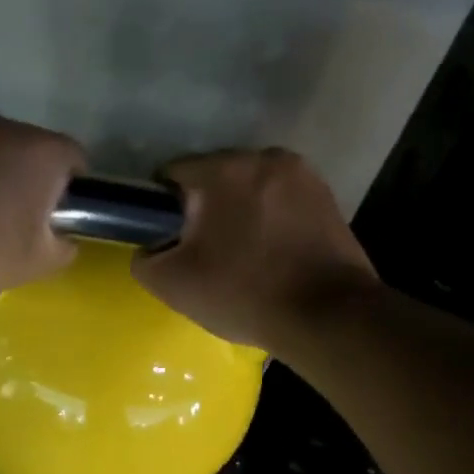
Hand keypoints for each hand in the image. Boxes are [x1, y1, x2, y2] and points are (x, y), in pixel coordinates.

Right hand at [132, 148, 378, 349]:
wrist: (328, 316)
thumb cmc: (245, 294)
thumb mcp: (173, 284)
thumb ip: (144, 258)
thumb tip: (150, 247)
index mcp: (222, 170)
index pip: (172, 175)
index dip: (162, 209)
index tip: (171, 242)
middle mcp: (264, 157)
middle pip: (215, 178)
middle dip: (206, 209)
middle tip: (207, 254)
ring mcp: (303, 174)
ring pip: (251, 188)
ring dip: (241, 212)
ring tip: (244, 255)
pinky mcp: (328, 196)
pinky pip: (282, 201)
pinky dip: (272, 220)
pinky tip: (274, 254)